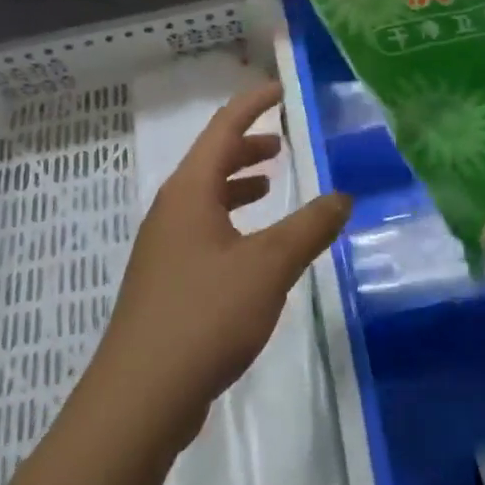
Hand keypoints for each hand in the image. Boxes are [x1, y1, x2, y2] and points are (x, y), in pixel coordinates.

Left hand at [91, 80, 350, 451]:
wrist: (141, 395)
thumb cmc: (205, 314)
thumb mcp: (269, 266)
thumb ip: (309, 227)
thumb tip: (343, 196)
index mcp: (189, 191)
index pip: (223, 129)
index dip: (252, 104)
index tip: (279, 89)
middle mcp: (171, 210)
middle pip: (210, 161)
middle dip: (246, 146)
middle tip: (281, 142)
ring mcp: (164, 247)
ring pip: (205, 198)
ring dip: (237, 184)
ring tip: (269, 185)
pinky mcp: (166, 281)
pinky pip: (202, 231)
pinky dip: (230, 221)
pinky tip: (251, 248)